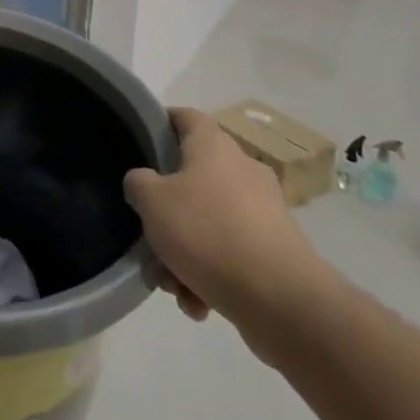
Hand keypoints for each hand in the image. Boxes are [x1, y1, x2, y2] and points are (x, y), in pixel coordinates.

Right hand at [123, 108, 336, 350]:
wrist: (281, 299)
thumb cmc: (207, 232)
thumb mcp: (152, 201)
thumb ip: (138, 183)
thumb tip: (144, 182)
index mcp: (214, 147)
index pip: (186, 117)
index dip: (162, 123)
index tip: (141, 141)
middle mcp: (242, 170)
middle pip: (192, 179)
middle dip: (166, 214)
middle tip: (148, 237)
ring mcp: (262, 212)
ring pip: (208, 223)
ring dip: (184, 253)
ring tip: (172, 285)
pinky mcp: (275, 251)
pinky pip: (230, 254)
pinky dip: (210, 275)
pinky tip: (198, 303)